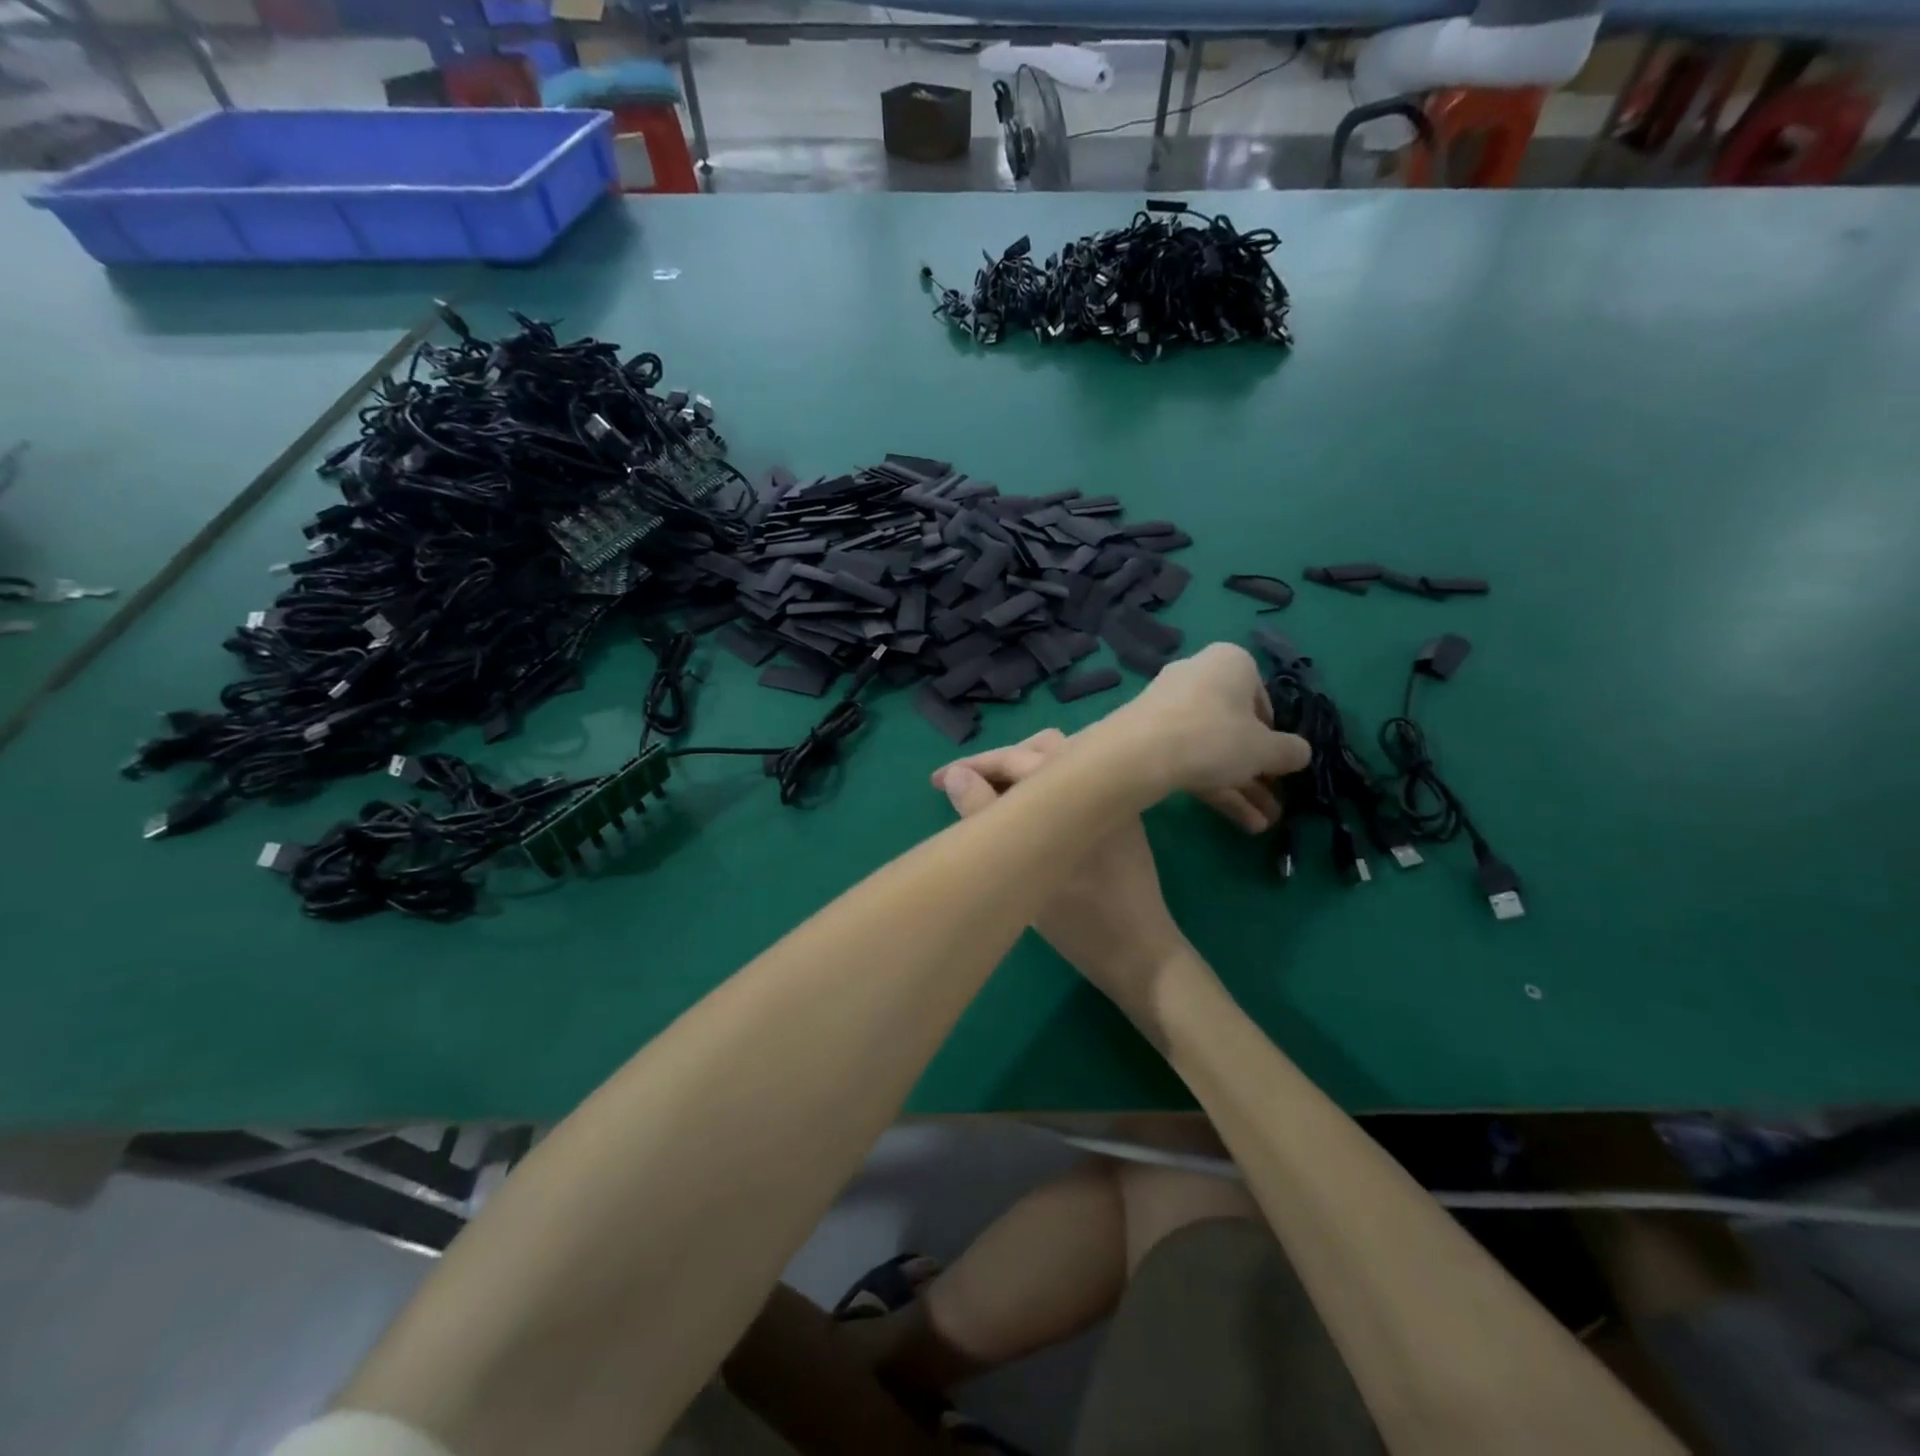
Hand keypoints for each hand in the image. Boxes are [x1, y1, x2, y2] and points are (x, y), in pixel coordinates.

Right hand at [934, 730, 1179, 1036]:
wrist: (1140, 953)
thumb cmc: (1078, 917)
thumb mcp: (1020, 868)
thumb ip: (985, 815)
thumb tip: (956, 775)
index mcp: (1078, 785)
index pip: (1015, 758)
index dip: (973, 766)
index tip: (936, 781)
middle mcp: (1099, 779)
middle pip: (1039, 751)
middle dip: (997, 764)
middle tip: (959, 787)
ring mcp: (1112, 797)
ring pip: (1058, 765)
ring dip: (1021, 772)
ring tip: (987, 794)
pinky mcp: (1119, 815)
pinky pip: (1074, 784)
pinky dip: (1043, 786)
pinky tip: (1023, 810)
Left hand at [1090, 644, 1310, 811]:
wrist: (1138, 753)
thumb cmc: (1214, 737)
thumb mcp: (1264, 749)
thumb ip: (1288, 751)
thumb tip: (1301, 753)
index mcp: (1230, 663)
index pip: (1261, 697)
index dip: (1273, 733)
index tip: (1278, 760)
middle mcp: (1198, 676)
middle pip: (1235, 727)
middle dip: (1258, 770)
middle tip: (1276, 800)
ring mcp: (1169, 706)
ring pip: (1213, 748)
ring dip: (1241, 787)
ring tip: (1263, 824)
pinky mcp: (1149, 735)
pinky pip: (1189, 758)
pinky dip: (1214, 787)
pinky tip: (1241, 822)